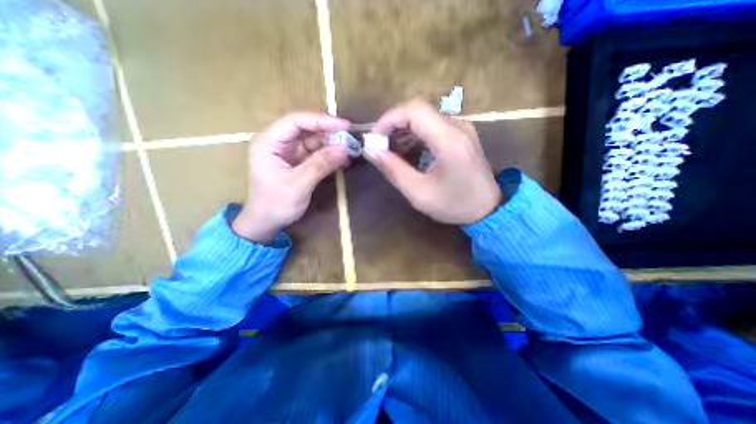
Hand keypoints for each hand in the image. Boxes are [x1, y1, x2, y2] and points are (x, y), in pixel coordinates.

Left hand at [232, 113, 349, 243]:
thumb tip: (344, 149)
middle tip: (351, 139)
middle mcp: (278, 142)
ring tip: (351, 150)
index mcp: (269, 142)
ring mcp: (289, 151)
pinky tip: (343, 160)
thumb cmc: (275, 205)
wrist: (267, 222)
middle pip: (307, 129)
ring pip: (314, 140)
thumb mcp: (298, 185)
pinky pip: (317, 153)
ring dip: (333, 144)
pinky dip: (330, 155)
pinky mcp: (298, 161)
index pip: (296, 121)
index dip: (321, 120)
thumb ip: (320, 165)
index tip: (345, 126)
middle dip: (330, 133)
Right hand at [365, 99, 500, 224]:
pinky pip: (433, 126)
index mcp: (449, 140)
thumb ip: (393, 169)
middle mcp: (458, 126)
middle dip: (393, 125)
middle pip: (418, 110)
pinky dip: (415, 135)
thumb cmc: (454, 205)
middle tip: (380, 146)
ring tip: (390, 151)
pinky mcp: (461, 134)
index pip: (414, 110)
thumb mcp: (418, 193)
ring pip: (424, 117)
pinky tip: (407, 151)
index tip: (375, 138)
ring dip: (403, 130)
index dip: (389, 119)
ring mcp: (461, 128)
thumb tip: (370, 150)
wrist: (488, 209)